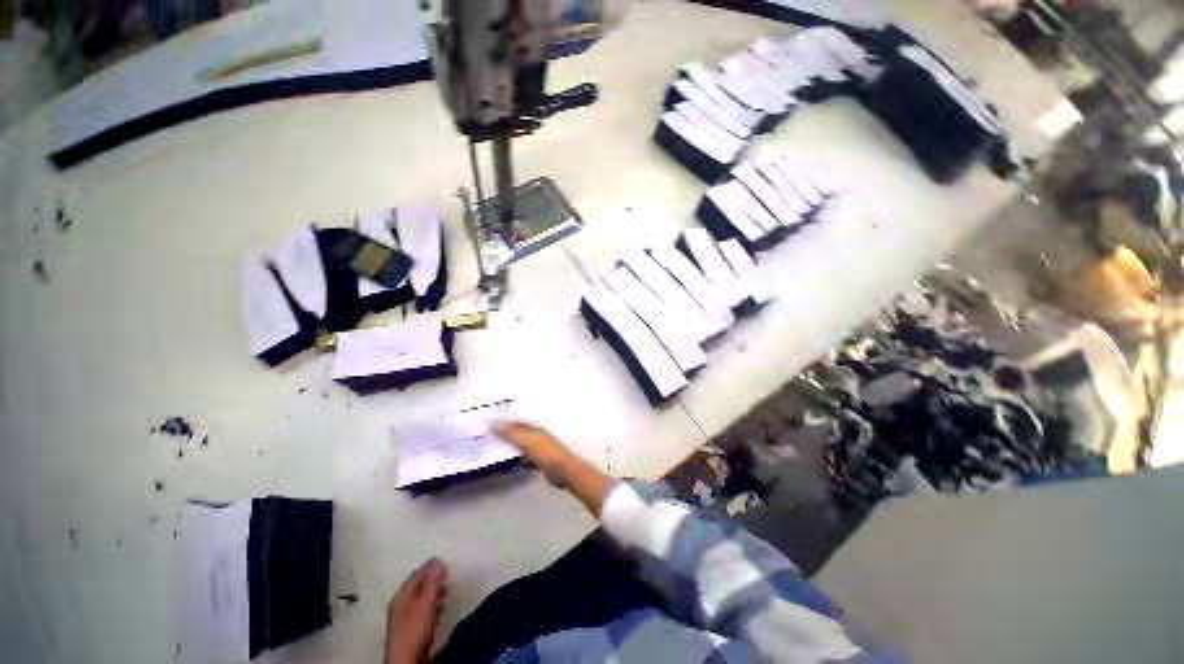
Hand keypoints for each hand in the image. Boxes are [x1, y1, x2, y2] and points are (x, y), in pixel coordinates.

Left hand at [385, 558, 448, 663]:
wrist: (406, 661)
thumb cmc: (415, 628)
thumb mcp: (426, 601)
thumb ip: (432, 580)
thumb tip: (437, 560)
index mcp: (401, 595)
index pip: (416, 574)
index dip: (431, 567)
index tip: (447, 565)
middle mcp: (400, 604)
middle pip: (418, 586)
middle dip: (433, 580)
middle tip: (448, 577)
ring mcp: (403, 618)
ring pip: (421, 598)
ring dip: (434, 593)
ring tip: (447, 593)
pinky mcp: (410, 630)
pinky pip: (422, 611)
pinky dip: (432, 606)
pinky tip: (440, 611)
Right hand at [495, 421, 570, 483]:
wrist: (562, 471)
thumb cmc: (546, 453)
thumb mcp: (527, 441)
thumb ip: (512, 433)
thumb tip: (494, 423)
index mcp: (536, 428)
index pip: (518, 422)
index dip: (505, 422)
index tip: (490, 423)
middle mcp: (538, 435)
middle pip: (519, 432)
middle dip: (507, 432)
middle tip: (489, 434)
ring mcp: (540, 448)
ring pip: (521, 444)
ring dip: (511, 445)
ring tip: (494, 445)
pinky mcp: (540, 460)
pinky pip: (524, 456)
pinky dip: (517, 457)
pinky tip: (508, 460)